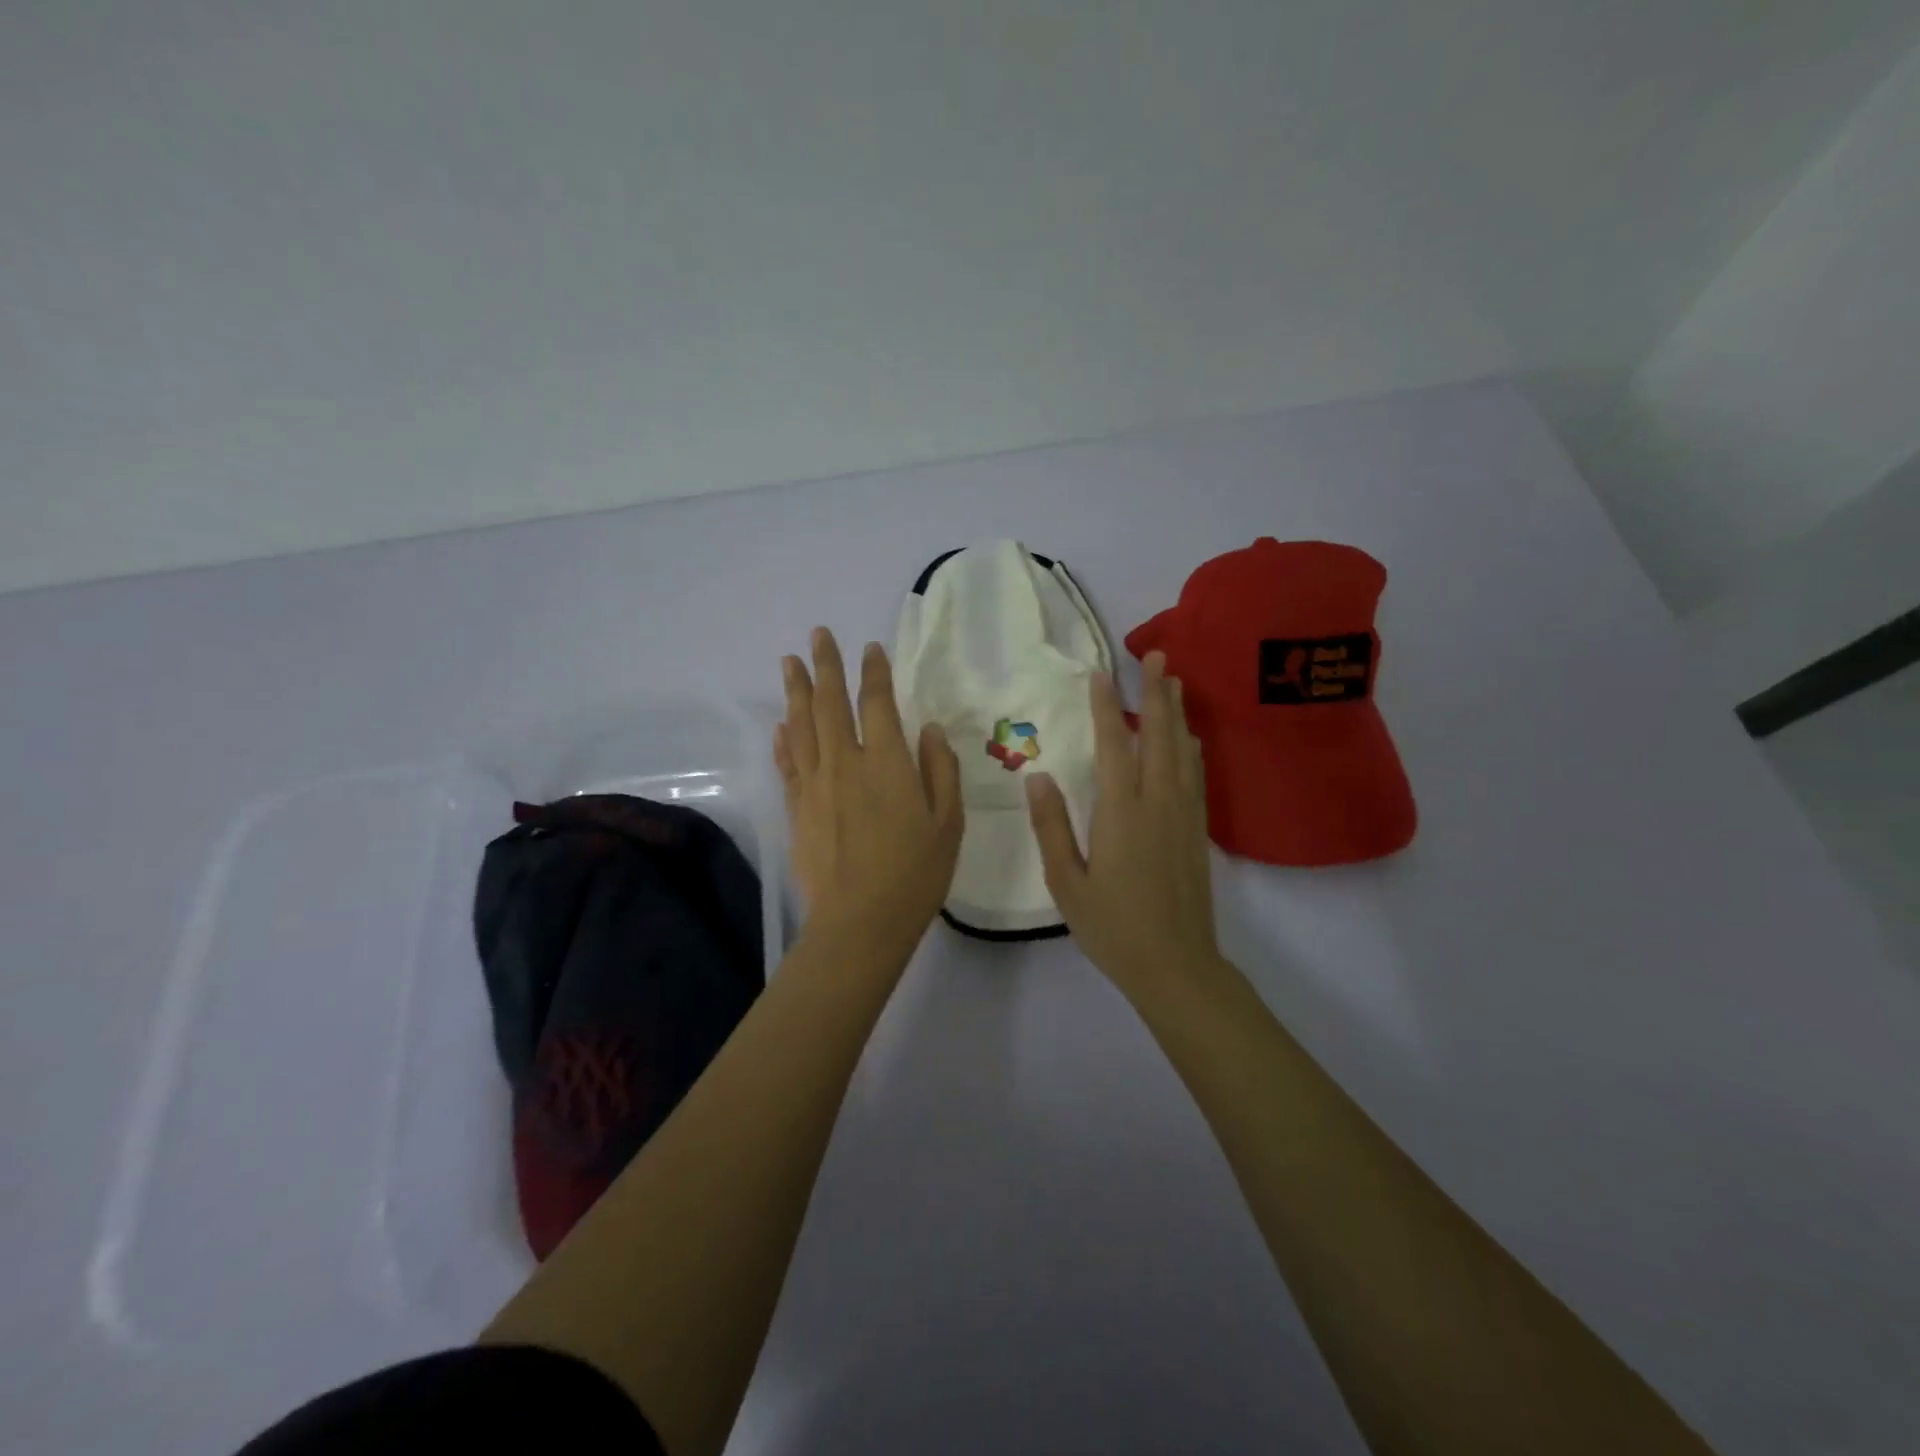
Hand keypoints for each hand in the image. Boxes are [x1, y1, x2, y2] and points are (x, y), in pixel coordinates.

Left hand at [774, 627, 963, 956]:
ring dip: (795, 690)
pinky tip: (780, 725)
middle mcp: (845, 762)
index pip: (876, 703)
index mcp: (886, 762)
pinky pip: (788, 763)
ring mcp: (815, 784)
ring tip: (789, 661)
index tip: (869, 648)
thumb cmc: (915, 873)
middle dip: (824, 665)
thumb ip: (940, 770)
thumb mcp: (948, 822)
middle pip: (829, 703)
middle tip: (818, 634)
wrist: (859, 921)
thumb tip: (928, 729)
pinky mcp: (797, 808)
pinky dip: (784, 739)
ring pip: (801, 726)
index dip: (873, 672)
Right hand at [1025, 651, 1222, 999]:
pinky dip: (1191, 747)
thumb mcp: (1066, 882)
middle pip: (1159, 736)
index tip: (1099, 674)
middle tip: (1158, 655)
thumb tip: (1037, 777)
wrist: (1177, 965)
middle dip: (1157, 692)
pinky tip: (1189, 738)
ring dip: (1177, 713)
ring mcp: (1183, 815)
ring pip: (1183, 751)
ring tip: (1175, 682)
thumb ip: (1052, 827)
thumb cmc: (1113, 927)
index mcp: (1121, 812)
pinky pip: (1195, 775)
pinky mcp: (1197, 830)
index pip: (1113, 746)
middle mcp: (1158, 802)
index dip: (1106, 707)